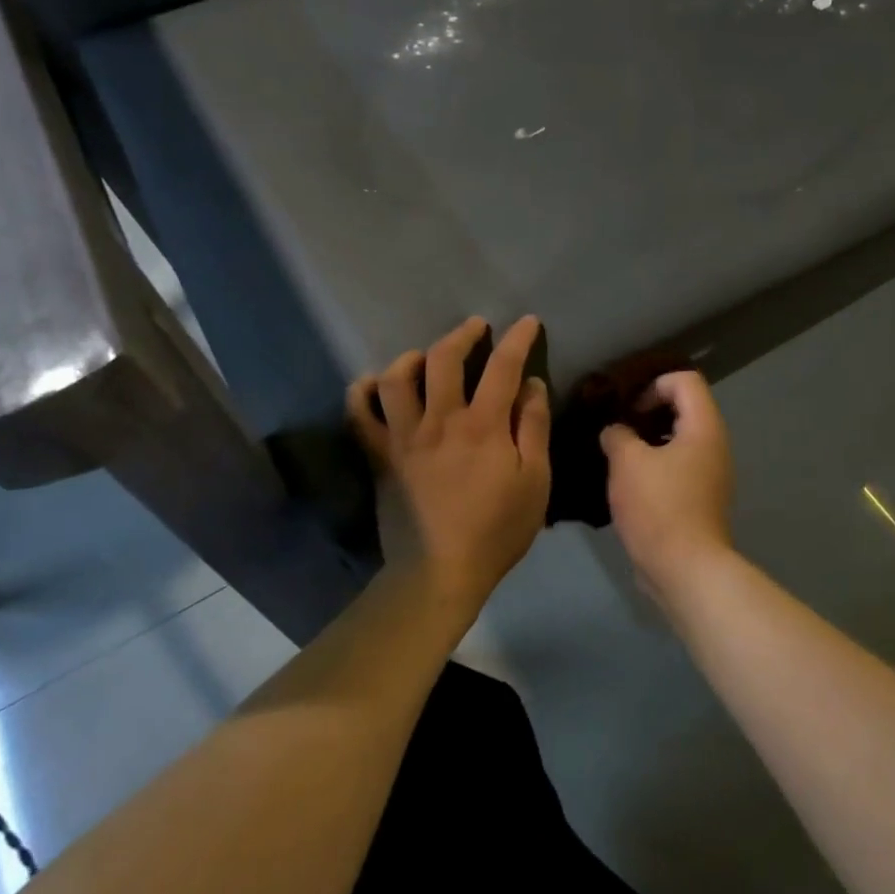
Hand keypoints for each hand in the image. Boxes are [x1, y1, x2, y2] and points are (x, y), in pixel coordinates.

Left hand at [349, 316, 551, 614]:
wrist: (440, 571)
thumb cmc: (497, 529)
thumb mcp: (535, 480)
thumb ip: (533, 427)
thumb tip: (531, 385)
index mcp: (483, 425)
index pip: (502, 366)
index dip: (518, 338)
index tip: (527, 322)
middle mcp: (439, 419)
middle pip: (444, 359)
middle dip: (462, 335)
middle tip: (476, 328)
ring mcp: (403, 437)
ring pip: (396, 378)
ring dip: (412, 357)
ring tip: (426, 357)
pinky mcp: (379, 456)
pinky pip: (359, 414)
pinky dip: (362, 392)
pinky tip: (373, 383)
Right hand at [599, 371, 735, 601]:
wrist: (686, 569)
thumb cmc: (659, 507)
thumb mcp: (627, 463)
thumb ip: (617, 435)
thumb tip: (615, 431)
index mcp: (704, 427)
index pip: (686, 380)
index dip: (653, 384)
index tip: (628, 408)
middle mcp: (715, 445)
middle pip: (685, 408)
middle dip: (648, 412)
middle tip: (617, 428)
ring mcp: (711, 474)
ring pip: (680, 440)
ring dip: (649, 441)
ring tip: (618, 455)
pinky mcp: (701, 499)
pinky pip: (679, 467)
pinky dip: (656, 465)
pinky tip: (629, 483)